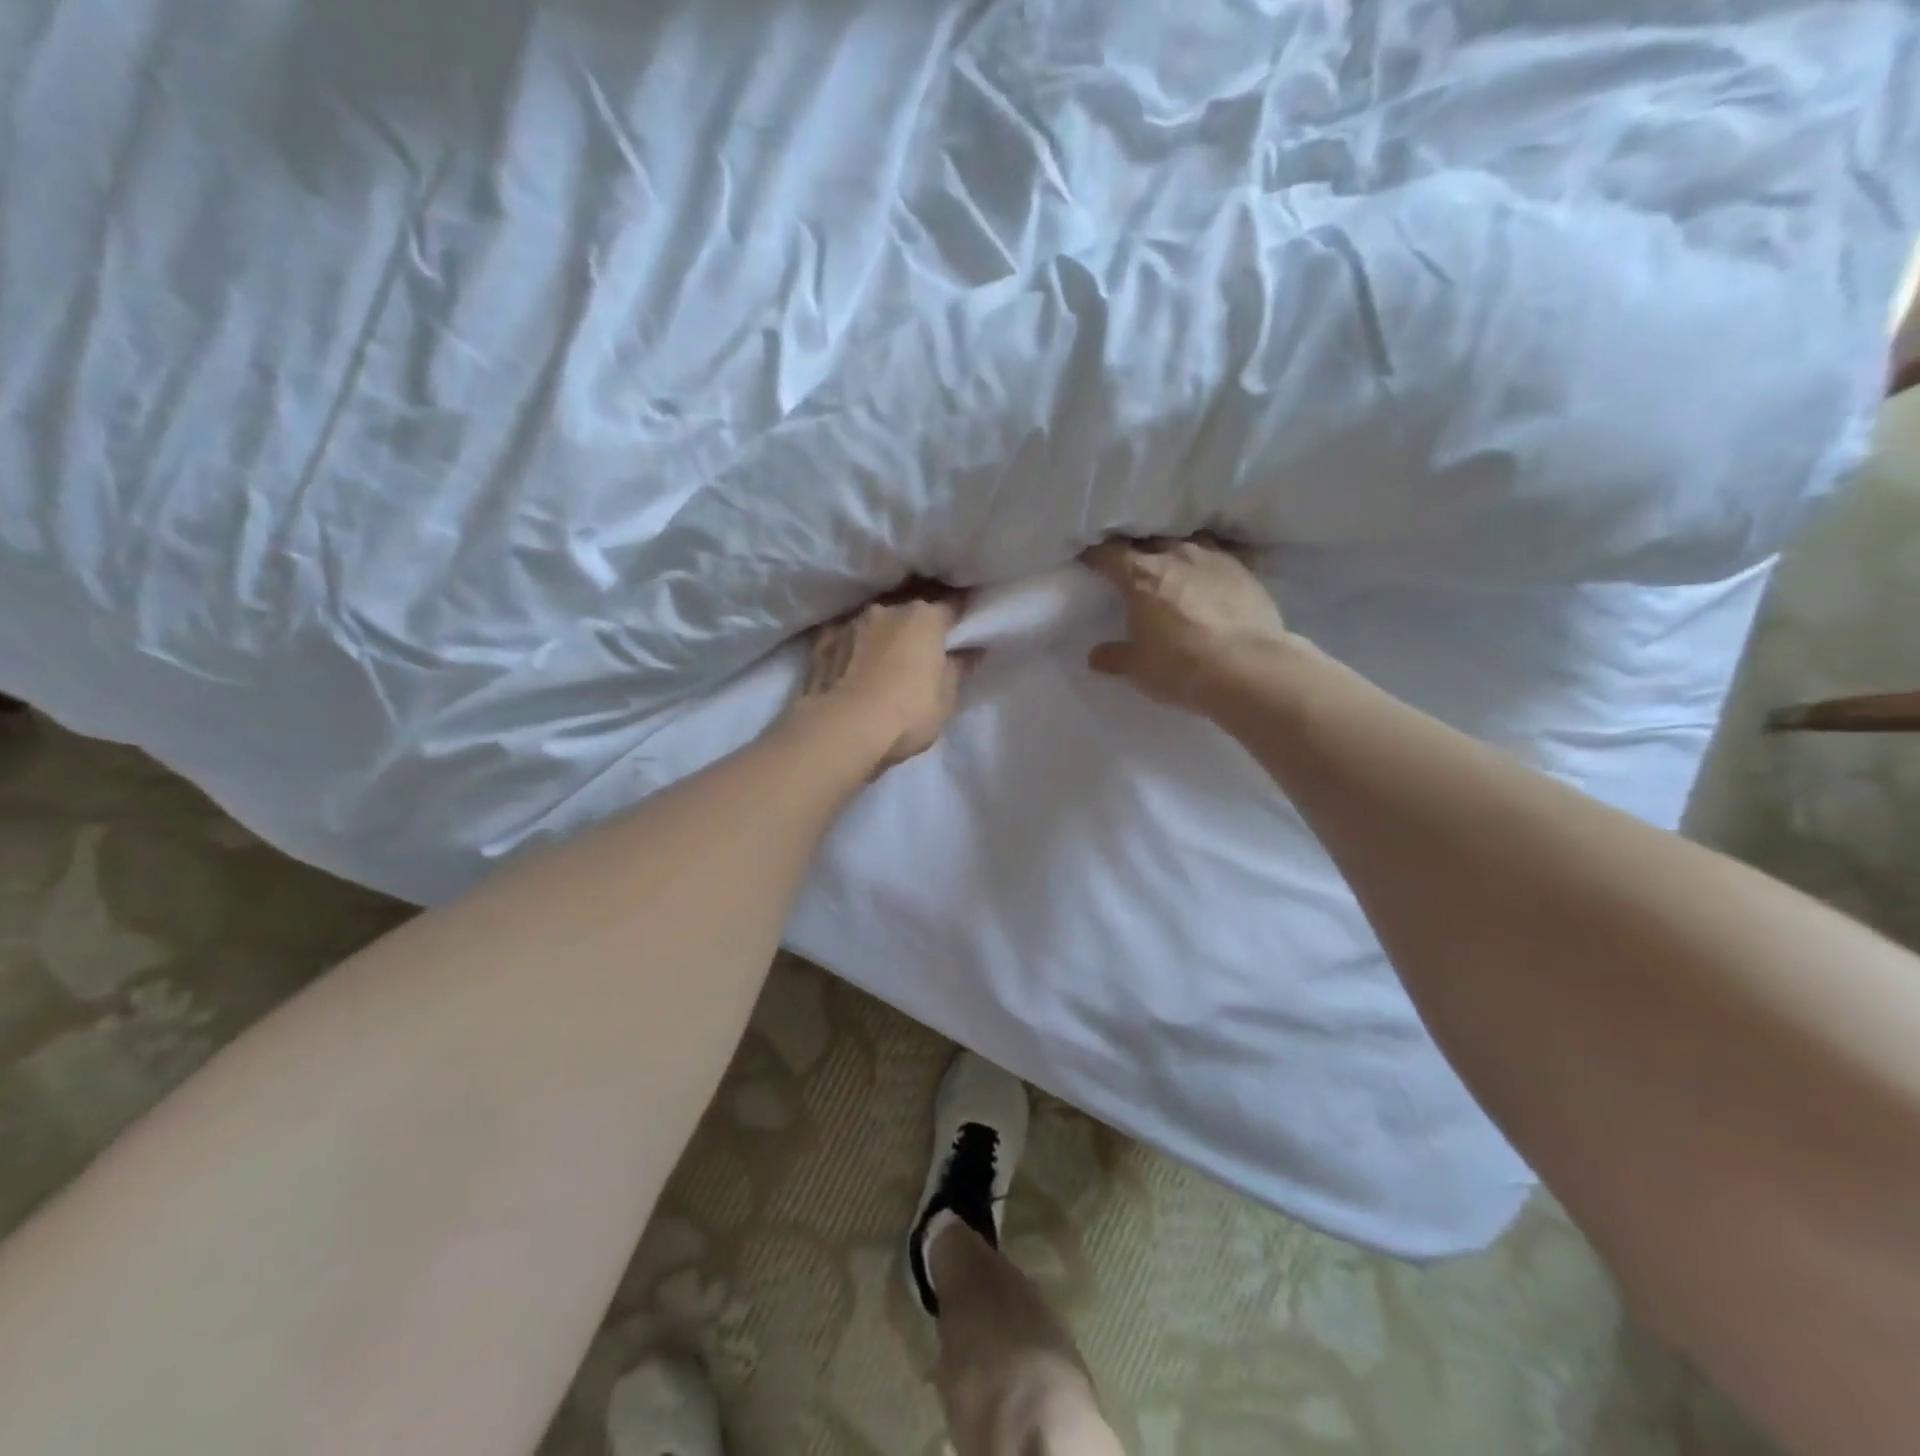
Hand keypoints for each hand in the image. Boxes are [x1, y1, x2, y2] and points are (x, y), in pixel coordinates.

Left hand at [789, 591, 969, 774]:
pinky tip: (852, 660)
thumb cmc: (906, 715)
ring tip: (884, 653)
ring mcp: (852, 621)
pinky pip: (847, 635)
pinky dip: (853, 643)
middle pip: (910, 607)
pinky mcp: (823, 639)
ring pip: (876, 619)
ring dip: (883, 631)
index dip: (960, 615)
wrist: (842, 730)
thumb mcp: (946, 699)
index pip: (952, 605)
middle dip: (918, 621)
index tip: (963, 627)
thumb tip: (969, 650)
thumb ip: (958, 668)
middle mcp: (888, 608)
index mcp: (925, 617)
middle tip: (922, 644)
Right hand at [1082, 538, 1291, 712]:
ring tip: (1174, 562)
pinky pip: (1222, 554)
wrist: (1248, 668)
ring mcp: (1214, 558)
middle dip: (1137, 549)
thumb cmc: (1181, 666)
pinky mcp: (1245, 570)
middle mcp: (1175, 556)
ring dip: (1177, 549)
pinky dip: (1211, 561)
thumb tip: (1096, 656)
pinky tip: (1212, 573)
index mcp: (1141, 576)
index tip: (1089, 560)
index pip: (1109, 553)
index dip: (1096, 555)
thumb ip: (1116, 657)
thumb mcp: (1139, 668)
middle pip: (1149, 540)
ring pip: (1188, 540)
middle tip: (1132, 564)